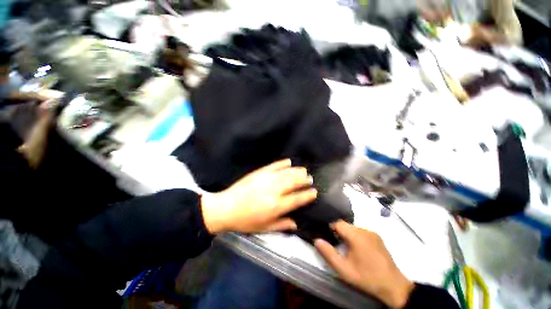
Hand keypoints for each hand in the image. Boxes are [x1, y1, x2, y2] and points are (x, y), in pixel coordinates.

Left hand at [201, 159, 317, 233]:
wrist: (226, 208)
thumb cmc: (245, 221)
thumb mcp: (264, 228)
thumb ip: (282, 225)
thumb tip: (297, 224)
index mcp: (276, 206)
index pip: (297, 199)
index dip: (308, 195)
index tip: (315, 192)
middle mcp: (274, 190)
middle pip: (294, 182)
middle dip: (304, 179)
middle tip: (310, 178)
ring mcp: (267, 179)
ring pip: (286, 173)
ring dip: (297, 171)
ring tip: (303, 170)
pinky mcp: (259, 172)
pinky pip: (274, 165)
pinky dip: (282, 163)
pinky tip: (289, 162)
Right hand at [315, 221, 414, 308]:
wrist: (393, 286)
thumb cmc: (366, 277)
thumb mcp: (344, 269)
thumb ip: (328, 253)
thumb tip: (316, 240)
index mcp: (356, 235)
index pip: (337, 222)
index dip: (329, 227)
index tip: (326, 235)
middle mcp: (364, 230)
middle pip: (345, 225)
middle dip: (338, 232)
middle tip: (335, 244)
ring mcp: (373, 233)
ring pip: (353, 228)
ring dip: (347, 235)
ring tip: (346, 248)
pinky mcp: (377, 238)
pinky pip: (361, 232)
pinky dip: (355, 237)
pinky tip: (358, 250)